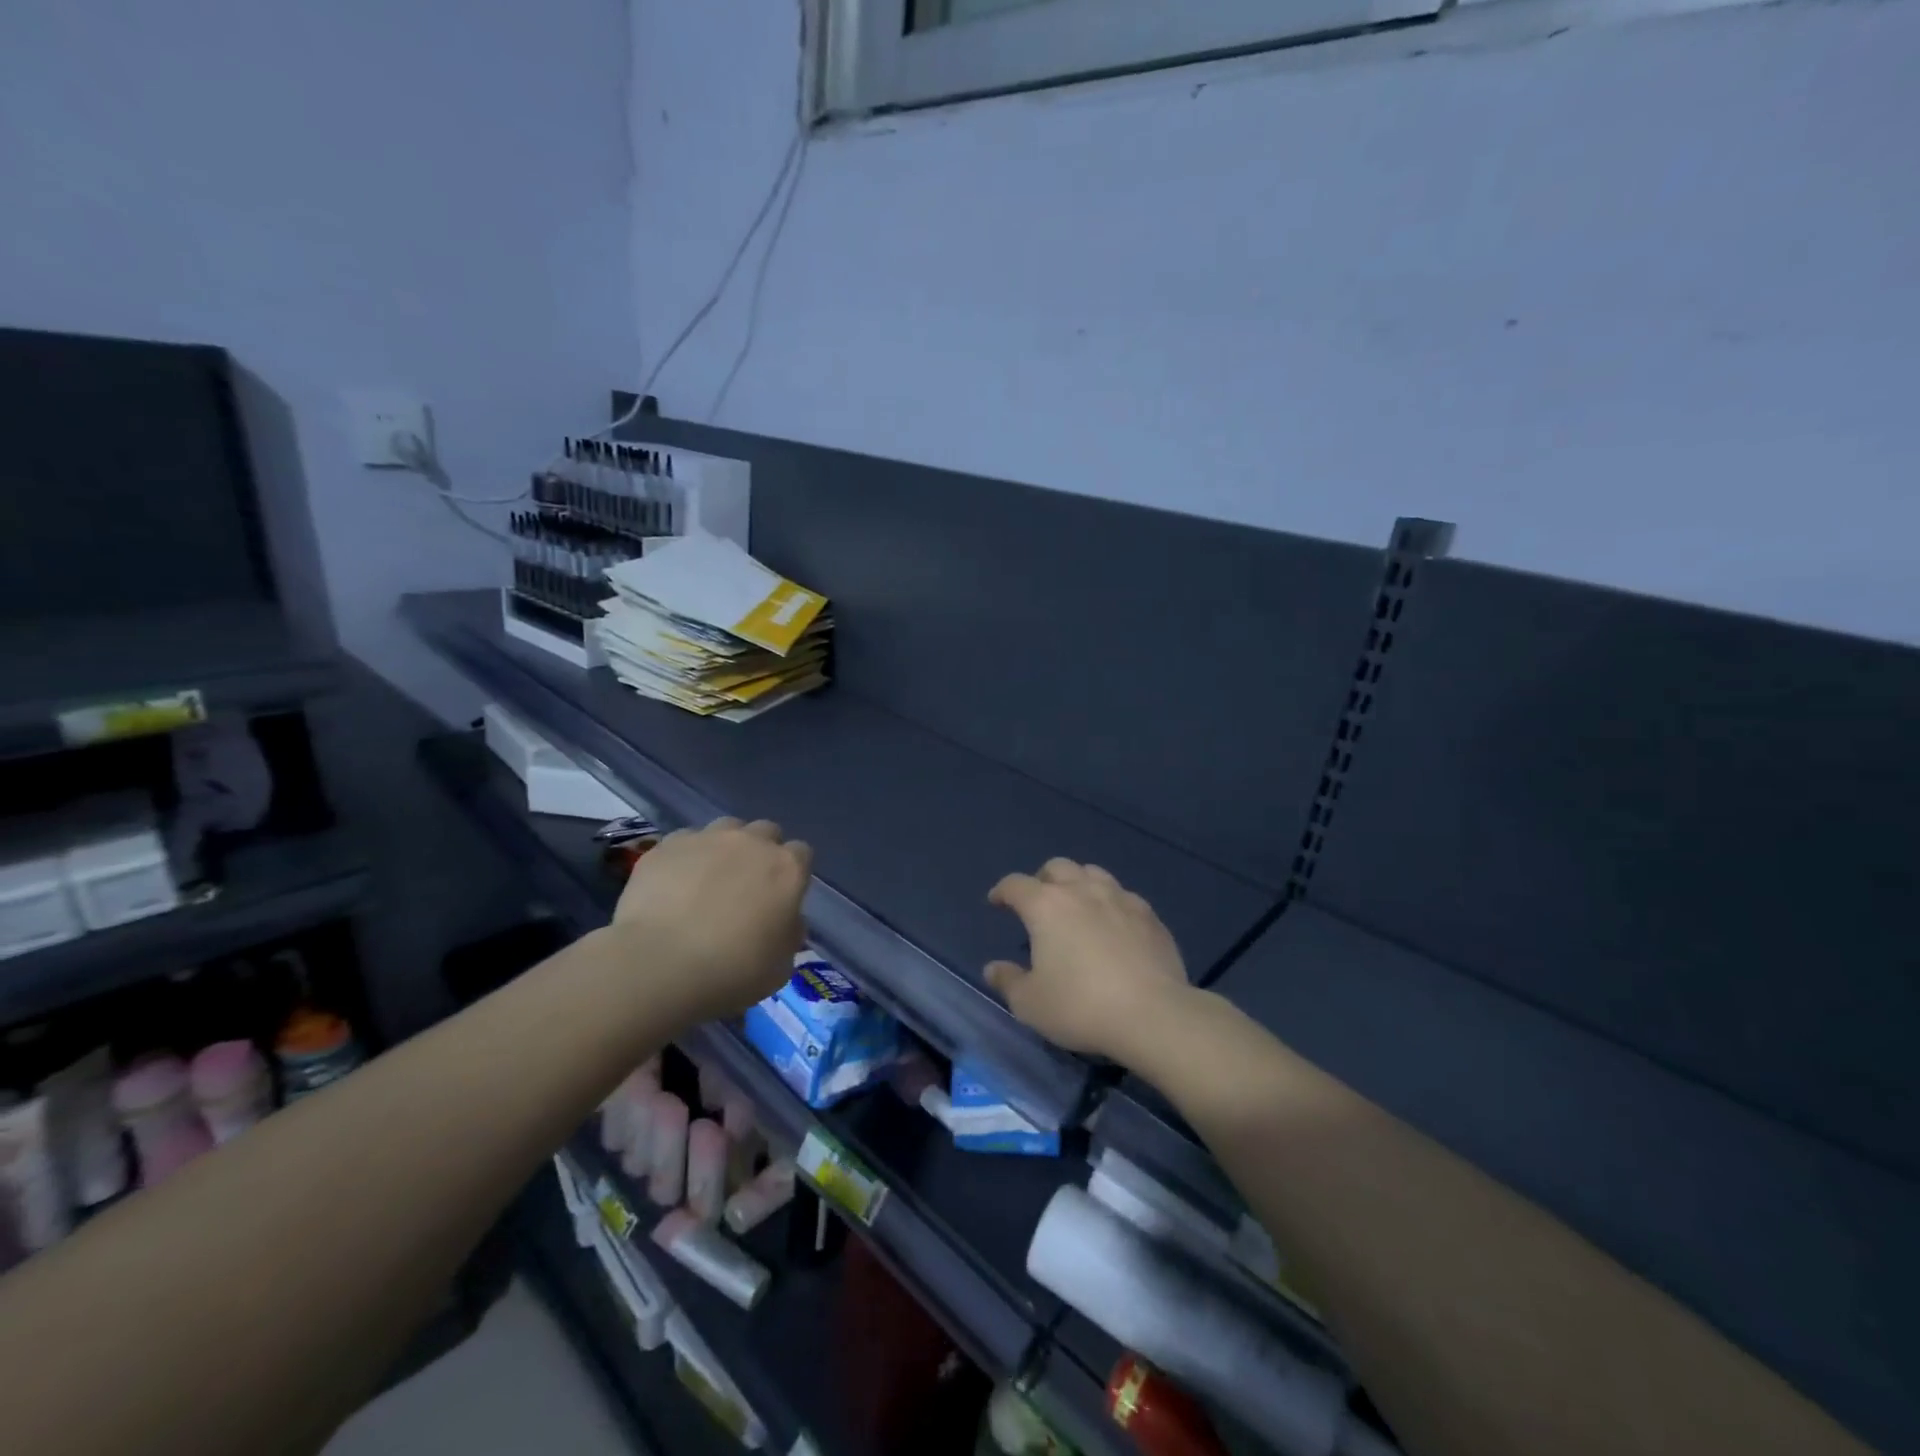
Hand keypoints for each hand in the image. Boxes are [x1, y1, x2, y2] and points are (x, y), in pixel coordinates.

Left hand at [612, 817, 810, 1023]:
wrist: (659, 964)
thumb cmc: (731, 971)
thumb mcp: (781, 966)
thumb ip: (789, 933)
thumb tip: (785, 920)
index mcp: (786, 869)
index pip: (801, 854)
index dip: (792, 873)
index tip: (781, 896)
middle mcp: (751, 843)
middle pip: (765, 832)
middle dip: (761, 851)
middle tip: (746, 885)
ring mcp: (706, 839)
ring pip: (725, 828)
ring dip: (724, 847)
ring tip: (708, 879)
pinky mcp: (666, 846)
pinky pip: (684, 842)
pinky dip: (685, 858)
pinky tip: (673, 885)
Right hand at [985, 859, 1191, 1063]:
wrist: (1153, 1014)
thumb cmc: (1081, 1006)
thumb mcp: (1030, 1004)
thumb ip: (1008, 981)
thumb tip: (993, 968)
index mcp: (1046, 906)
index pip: (1016, 885)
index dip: (1002, 891)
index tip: (997, 902)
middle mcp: (1082, 891)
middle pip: (1057, 867)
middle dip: (1042, 880)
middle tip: (1039, 902)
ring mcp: (1120, 898)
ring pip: (1093, 873)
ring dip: (1078, 883)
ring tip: (1077, 906)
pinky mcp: (1149, 915)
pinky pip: (1123, 895)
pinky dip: (1110, 902)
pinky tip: (1113, 924)